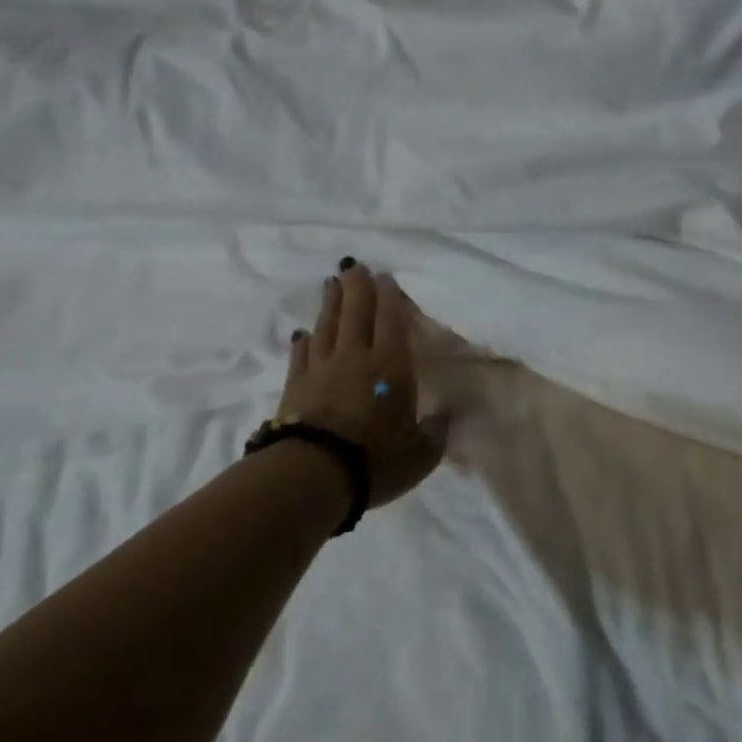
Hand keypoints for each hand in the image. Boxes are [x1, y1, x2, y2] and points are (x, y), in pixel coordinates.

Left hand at [279, 261, 447, 507]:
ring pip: (327, 326)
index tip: (385, 277)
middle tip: (354, 266)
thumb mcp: (422, 453)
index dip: (389, 297)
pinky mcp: (295, 386)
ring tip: (332, 283)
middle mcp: (355, 357)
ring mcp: (321, 369)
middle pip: (355, 312)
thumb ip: (436, 431)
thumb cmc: (375, 460)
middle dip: (357, 286)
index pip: (390, 320)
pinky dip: (304, 340)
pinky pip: (301, 355)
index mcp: (390, 365)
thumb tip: (446, 415)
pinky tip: (303, 333)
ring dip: (331, 303)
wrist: (313, 476)